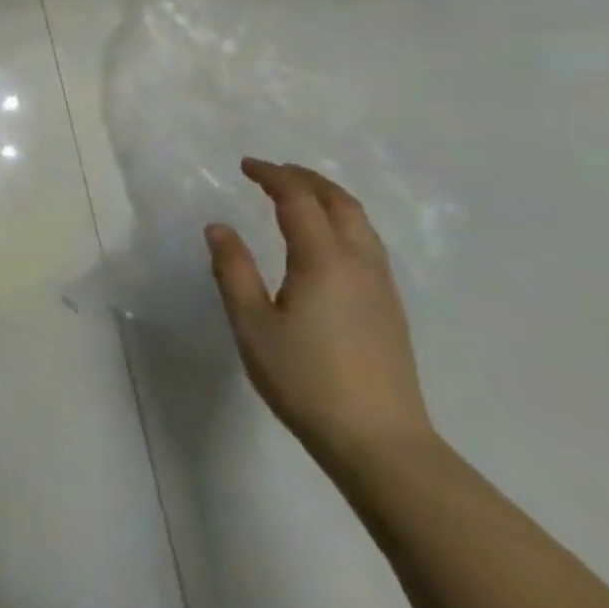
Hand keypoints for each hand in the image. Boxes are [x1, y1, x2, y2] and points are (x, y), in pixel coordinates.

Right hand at [205, 158, 435, 468]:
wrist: (379, 442)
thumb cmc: (304, 379)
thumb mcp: (252, 324)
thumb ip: (233, 270)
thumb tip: (219, 227)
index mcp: (323, 261)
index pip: (299, 200)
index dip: (273, 176)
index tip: (246, 165)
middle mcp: (359, 264)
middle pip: (340, 203)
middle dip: (306, 179)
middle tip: (273, 172)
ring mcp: (381, 287)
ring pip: (361, 223)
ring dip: (328, 198)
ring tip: (298, 197)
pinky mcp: (389, 309)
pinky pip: (367, 244)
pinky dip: (342, 222)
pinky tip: (325, 242)